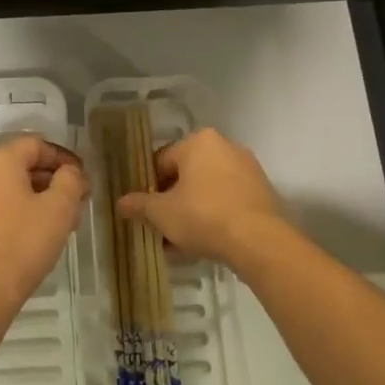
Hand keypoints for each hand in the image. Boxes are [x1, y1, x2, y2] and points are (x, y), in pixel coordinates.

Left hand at [0, 135, 88, 310]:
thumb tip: (70, 172)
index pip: (37, 145)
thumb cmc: (23, 242)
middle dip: (51, 182)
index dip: (64, 159)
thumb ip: (70, 180)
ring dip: (34, 200)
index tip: (82, 180)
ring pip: (7, 190)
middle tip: (74, 204)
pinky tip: (30, 238)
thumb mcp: (60, 208)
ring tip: (57, 225)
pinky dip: (14, 215)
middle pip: (20, 166)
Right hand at [115, 127, 285, 267]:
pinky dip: (215, 216)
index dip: (149, 187)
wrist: (259, 241)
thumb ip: (140, 205)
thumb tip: (121, 203)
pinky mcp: (263, 192)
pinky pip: (229, 200)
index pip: (163, 161)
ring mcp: (248, 169)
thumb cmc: (203, 216)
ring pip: (208, 190)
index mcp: (198, 141)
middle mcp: (225, 146)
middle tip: (162, 227)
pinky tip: (206, 242)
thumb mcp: (162, 213)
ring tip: (181, 243)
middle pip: (187, 175)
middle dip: (172, 201)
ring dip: (192, 211)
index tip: (146, 211)